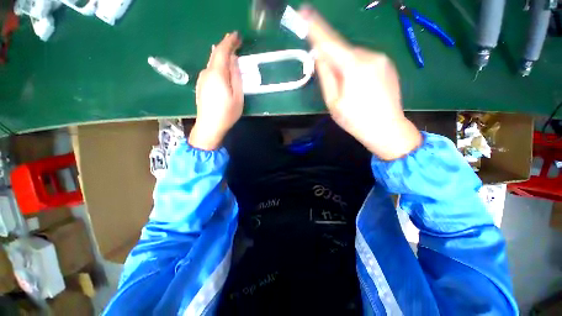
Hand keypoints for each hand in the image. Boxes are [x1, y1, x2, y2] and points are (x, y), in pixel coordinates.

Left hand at [189, 32, 243, 150]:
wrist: (209, 127)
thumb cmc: (227, 113)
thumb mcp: (237, 96)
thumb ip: (236, 77)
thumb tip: (234, 61)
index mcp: (217, 73)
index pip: (222, 51)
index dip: (229, 41)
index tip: (237, 35)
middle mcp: (206, 72)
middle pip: (215, 54)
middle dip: (225, 47)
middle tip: (235, 44)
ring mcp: (202, 79)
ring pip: (212, 63)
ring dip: (222, 57)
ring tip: (231, 57)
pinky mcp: (201, 86)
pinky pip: (210, 70)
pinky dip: (218, 66)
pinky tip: (223, 71)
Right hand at [300, 6, 421, 159]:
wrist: (387, 129)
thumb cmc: (355, 120)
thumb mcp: (333, 102)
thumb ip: (326, 76)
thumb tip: (319, 56)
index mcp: (353, 66)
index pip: (330, 42)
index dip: (316, 28)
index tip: (304, 12)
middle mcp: (370, 55)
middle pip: (342, 50)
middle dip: (332, 60)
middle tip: (334, 85)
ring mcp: (381, 58)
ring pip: (353, 56)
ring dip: (345, 67)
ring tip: (350, 91)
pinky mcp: (387, 64)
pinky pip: (365, 60)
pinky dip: (356, 69)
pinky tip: (360, 87)